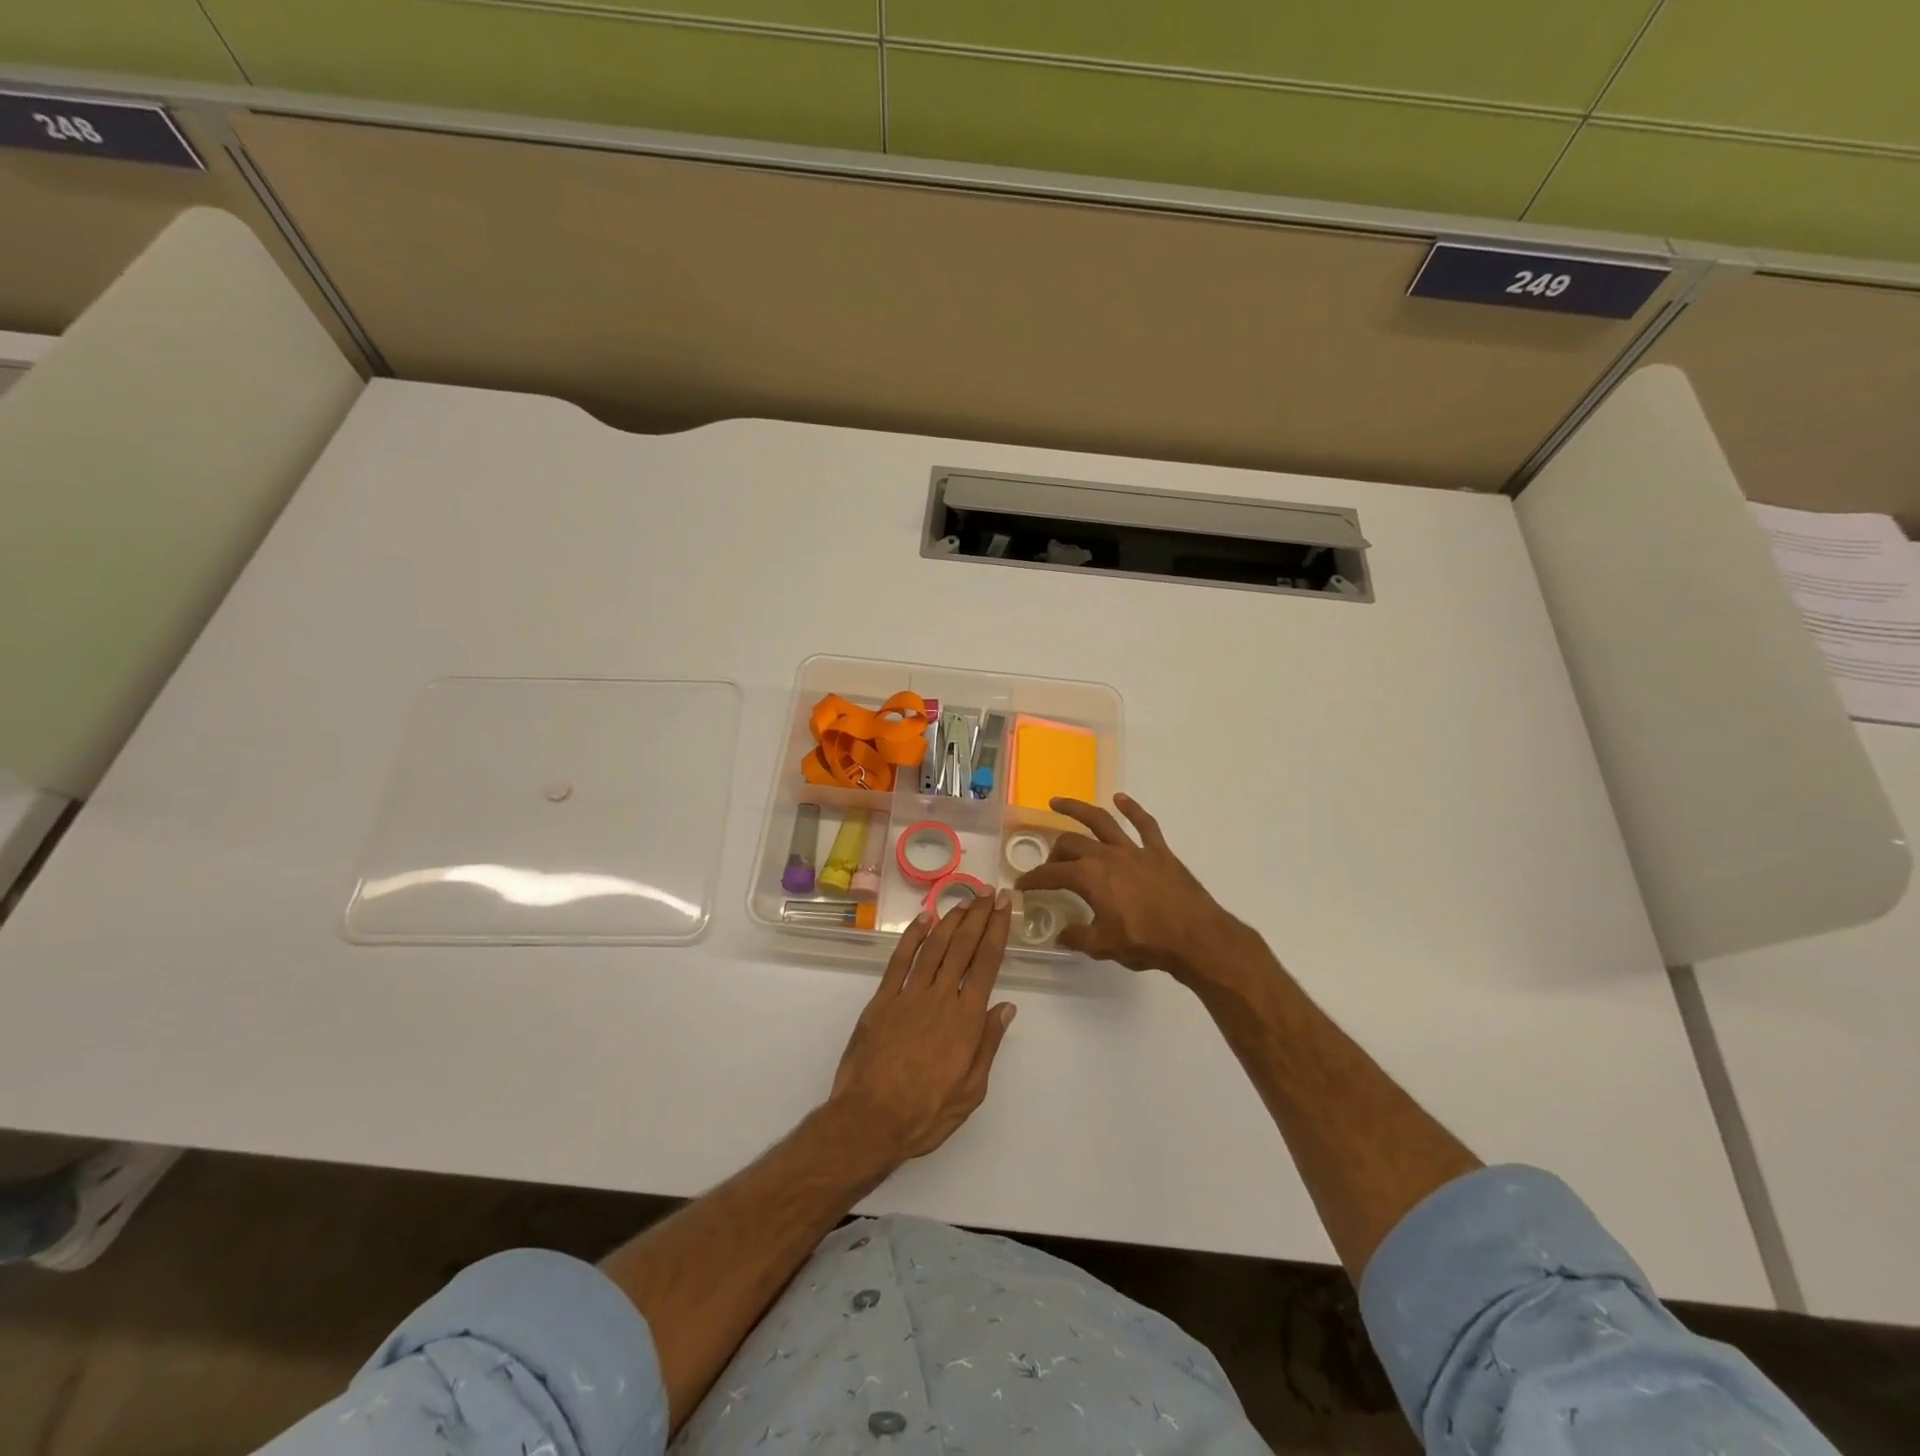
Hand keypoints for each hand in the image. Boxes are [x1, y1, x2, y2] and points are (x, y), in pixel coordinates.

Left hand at [828, 891, 1016, 1166]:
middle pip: (963, 947)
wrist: (870, 1120)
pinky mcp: (882, 1000)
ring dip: (951, 920)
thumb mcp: (972, 1090)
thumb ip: (988, 1044)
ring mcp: (908, 995)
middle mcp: (941, 998)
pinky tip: (923, 920)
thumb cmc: (927, 1113)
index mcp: (966, 1019)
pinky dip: (912, 937)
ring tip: (964, 900)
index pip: (987, 963)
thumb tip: (1006, 1007)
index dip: (997, 931)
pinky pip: (899, 960)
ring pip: (934, 947)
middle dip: (978, 916)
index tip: (1004, 907)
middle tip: (989, 892)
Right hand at [1015, 793, 1247, 981]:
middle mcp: (1107, 855)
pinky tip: (1120, 798)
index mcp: (1090, 878)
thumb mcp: (1104, 946)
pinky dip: (1132, 808)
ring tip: (1058, 802)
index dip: (1033, 880)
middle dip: (1055, 852)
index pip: (1051, 874)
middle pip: (1071, 844)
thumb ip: (1078, 937)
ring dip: (1077, 808)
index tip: (1022, 885)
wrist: (1195, 937)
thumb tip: (1061, 934)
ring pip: (1101, 820)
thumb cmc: (1146, 942)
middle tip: (1051, 865)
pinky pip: (1144, 824)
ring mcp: (1134, 849)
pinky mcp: (1159, 851)